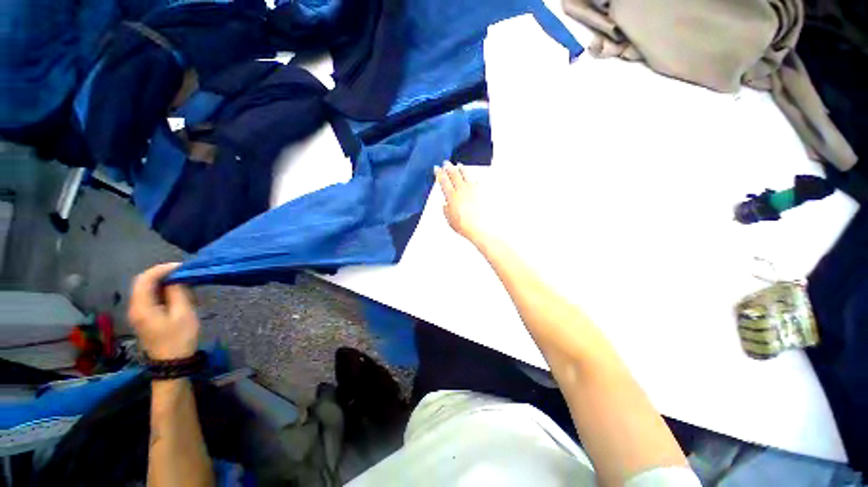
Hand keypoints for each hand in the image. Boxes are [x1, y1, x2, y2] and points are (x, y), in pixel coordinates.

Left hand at [128, 263, 199, 360]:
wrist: (172, 364)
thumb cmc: (179, 338)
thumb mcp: (183, 313)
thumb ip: (178, 293)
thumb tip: (176, 278)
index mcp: (142, 306)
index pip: (145, 279)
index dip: (162, 269)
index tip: (182, 267)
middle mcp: (135, 308)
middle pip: (143, 283)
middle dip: (163, 275)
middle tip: (184, 274)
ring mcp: (138, 314)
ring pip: (147, 290)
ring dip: (164, 283)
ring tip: (184, 284)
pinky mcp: (145, 318)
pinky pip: (150, 298)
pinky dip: (163, 292)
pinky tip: (177, 295)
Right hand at [435, 161, 490, 245]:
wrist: (481, 228)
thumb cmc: (465, 226)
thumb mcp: (450, 220)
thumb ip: (446, 210)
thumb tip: (445, 205)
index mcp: (452, 196)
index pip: (443, 181)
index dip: (439, 173)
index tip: (437, 168)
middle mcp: (462, 190)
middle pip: (454, 174)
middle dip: (448, 167)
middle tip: (446, 163)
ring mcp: (473, 189)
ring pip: (465, 174)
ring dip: (461, 168)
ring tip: (459, 164)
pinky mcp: (482, 191)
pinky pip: (476, 181)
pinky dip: (473, 177)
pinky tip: (473, 177)